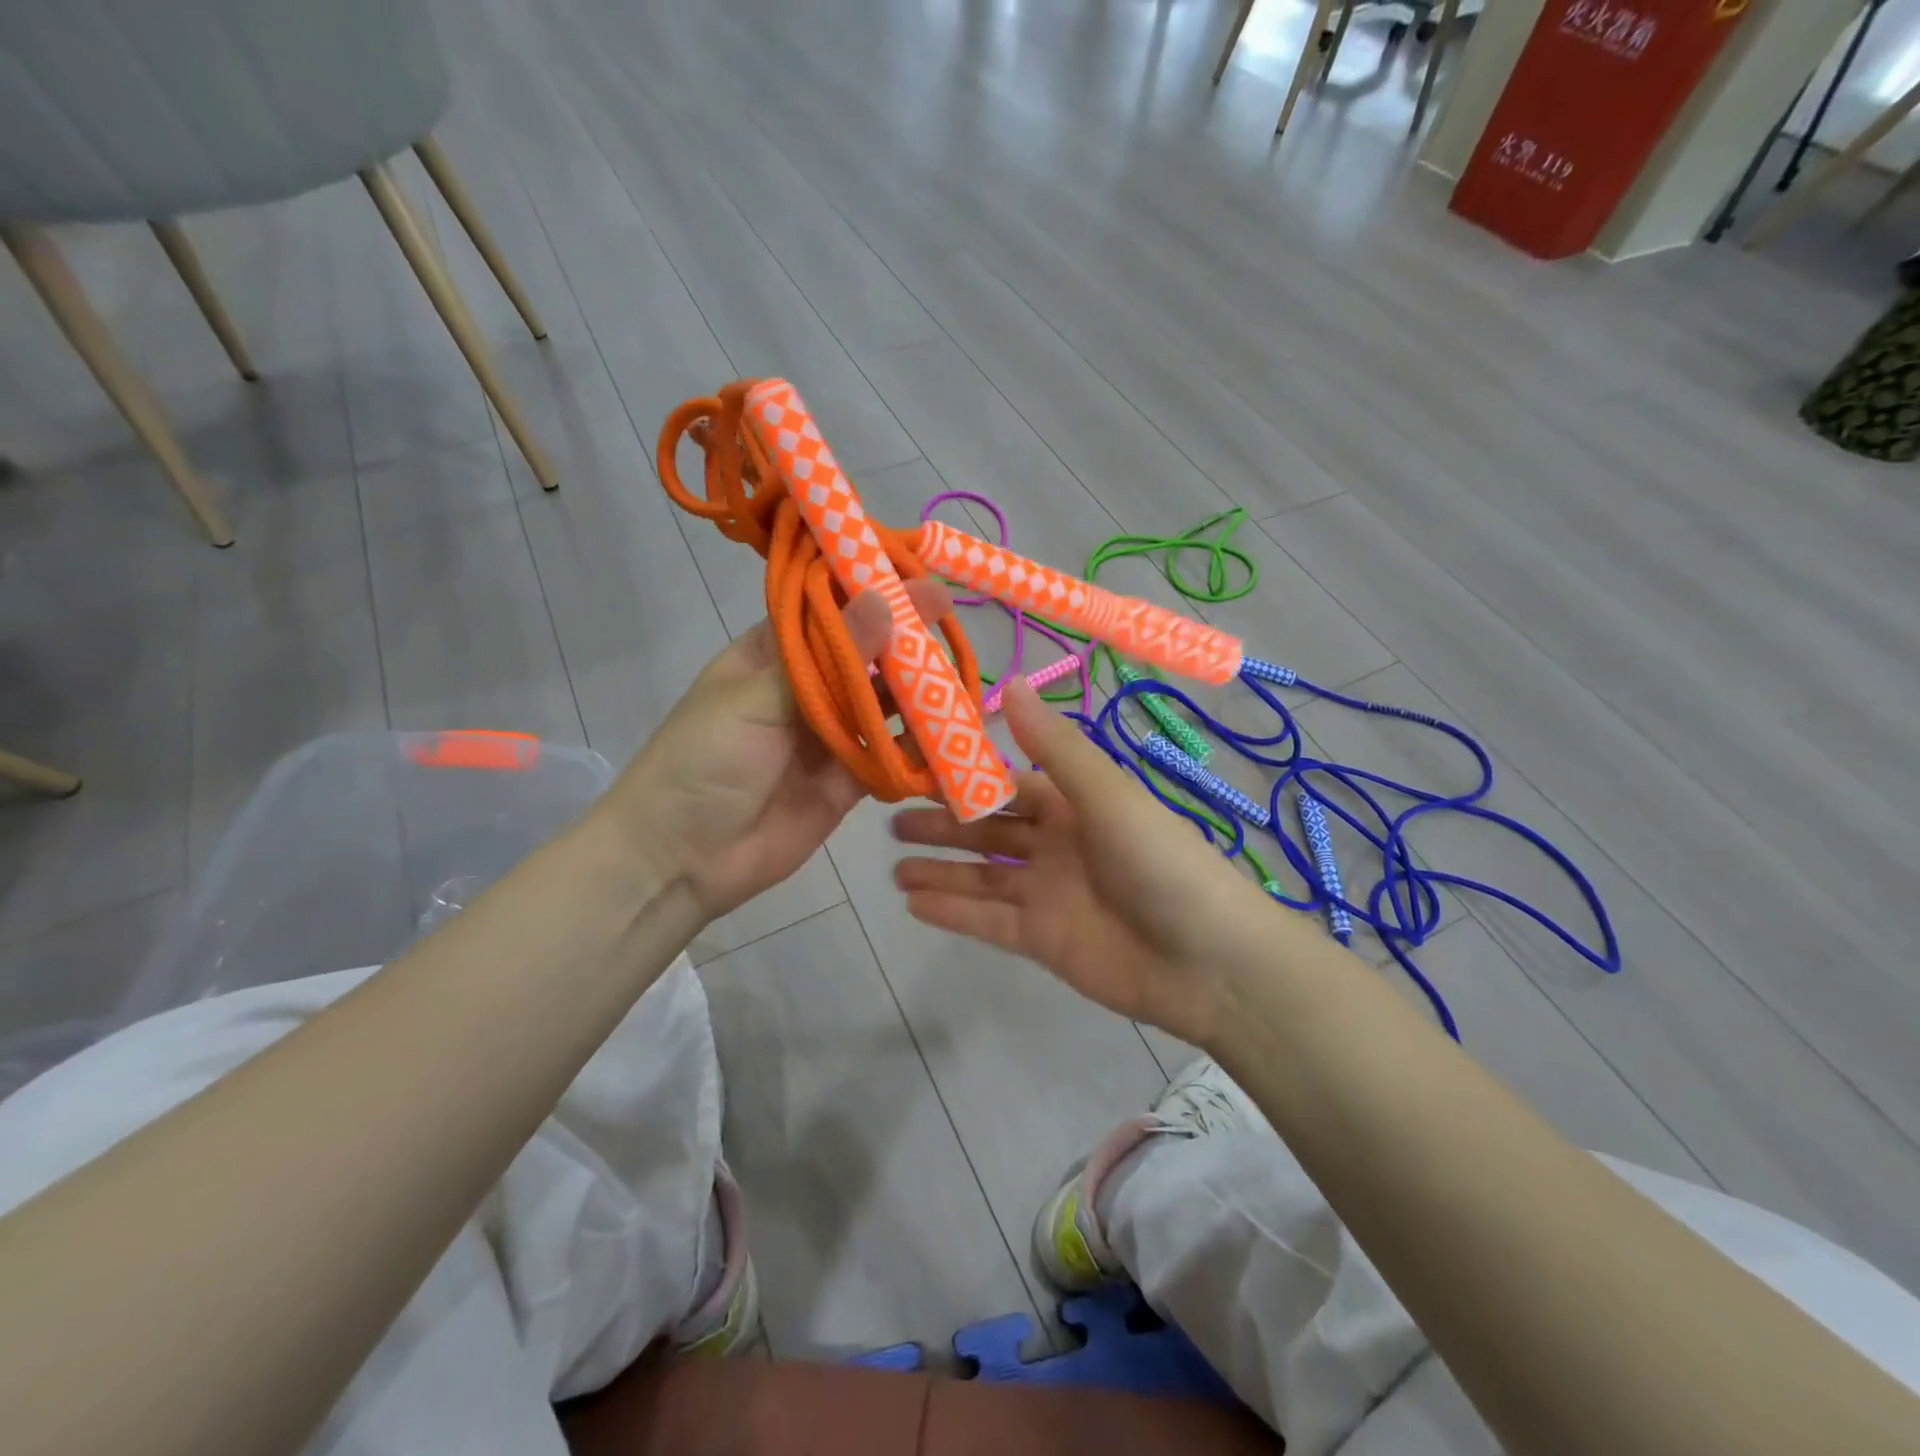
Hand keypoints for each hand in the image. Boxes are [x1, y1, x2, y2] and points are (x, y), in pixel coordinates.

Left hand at [605, 577, 952, 921]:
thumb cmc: (702, 763)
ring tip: (964, 679)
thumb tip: (883, 598)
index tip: (919, 578)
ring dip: (921, 694)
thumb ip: (826, 658)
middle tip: (952, 624)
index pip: (830, 609)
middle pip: (866, 654)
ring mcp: (830, 734)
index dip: (873, 590)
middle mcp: (807, 687)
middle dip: (906, 640)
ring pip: (885, 704)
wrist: (680, 860)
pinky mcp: (849, 779)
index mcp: (774, 654)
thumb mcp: (756, 701)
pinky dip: (920, 749)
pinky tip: (953, 734)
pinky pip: (891, 756)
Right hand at [890, 678, 1280, 1046]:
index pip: (1009, 783)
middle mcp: (1056, 845)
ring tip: (893, 866)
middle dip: (943, 824)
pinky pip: (987, 921)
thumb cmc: (1160, 862)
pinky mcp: (1042, 940)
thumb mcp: (1107, 795)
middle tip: (890, 818)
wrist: (1208, 962)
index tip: (917, 764)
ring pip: (982, 877)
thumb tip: (1008, 680)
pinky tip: (913, 903)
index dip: (966, 775)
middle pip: (988, 831)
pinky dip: (953, 912)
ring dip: (940, 870)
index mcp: (1074, 804)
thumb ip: (1054, 746)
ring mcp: (1047, 894)